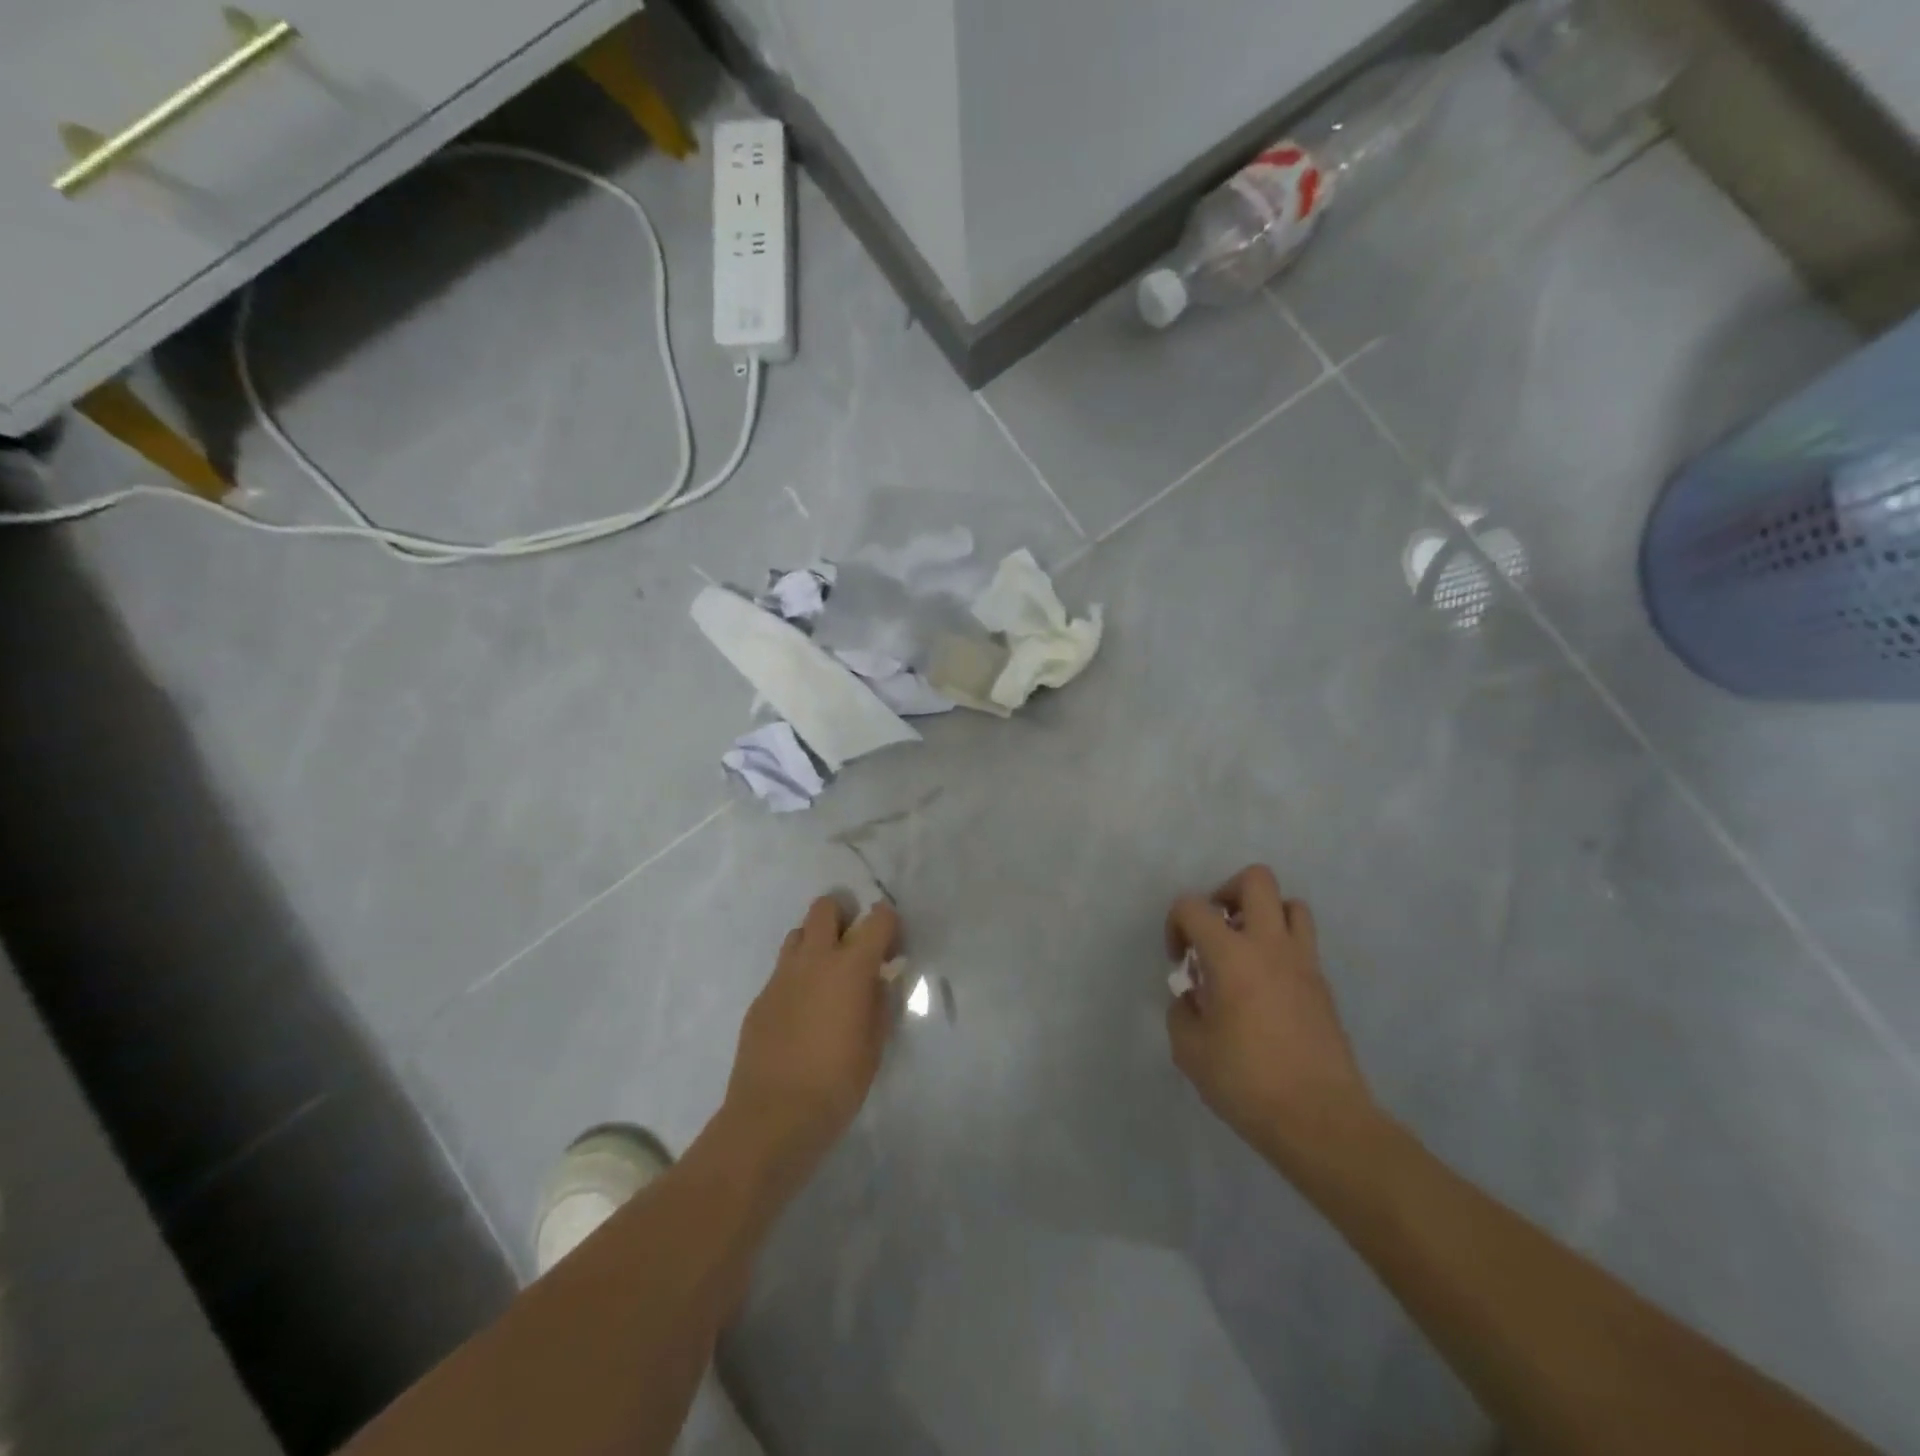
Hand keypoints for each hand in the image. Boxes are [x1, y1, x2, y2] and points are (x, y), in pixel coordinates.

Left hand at [723, 895, 900, 1186]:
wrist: (772, 1117)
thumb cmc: (837, 1083)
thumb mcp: (875, 1044)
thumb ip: (879, 1001)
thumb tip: (878, 979)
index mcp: (851, 967)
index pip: (877, 919)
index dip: (889, 925)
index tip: (892, 948)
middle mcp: (814, 959)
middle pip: (826, 907)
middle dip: (844, 916)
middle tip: (854, 948)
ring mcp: (782, 976)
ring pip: (799, 933)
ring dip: (817, 943)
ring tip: (827, 977)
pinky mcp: (760, 997)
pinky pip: (782, 970)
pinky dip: (798, 976)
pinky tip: (803, 1011)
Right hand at [1165, 866, 1378, 1170]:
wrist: (1322, 1121)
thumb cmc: (1248, 1082)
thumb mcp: (1189, 1051)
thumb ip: (1182, 1012)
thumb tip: (1193, 999)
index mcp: (1231, 955)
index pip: (1193, 906)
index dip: (1175, 924)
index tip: (1179, 962)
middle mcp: (1270, 946)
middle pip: (1256, 881)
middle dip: (1226, 893)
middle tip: (1215, 931)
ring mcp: (1304, 964)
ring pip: (1291, 905)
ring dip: (1263, 917)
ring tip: (1245, 952)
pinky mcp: (1324, 987)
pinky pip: (1303, 944)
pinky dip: (1281, 950)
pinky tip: (1266, 989)